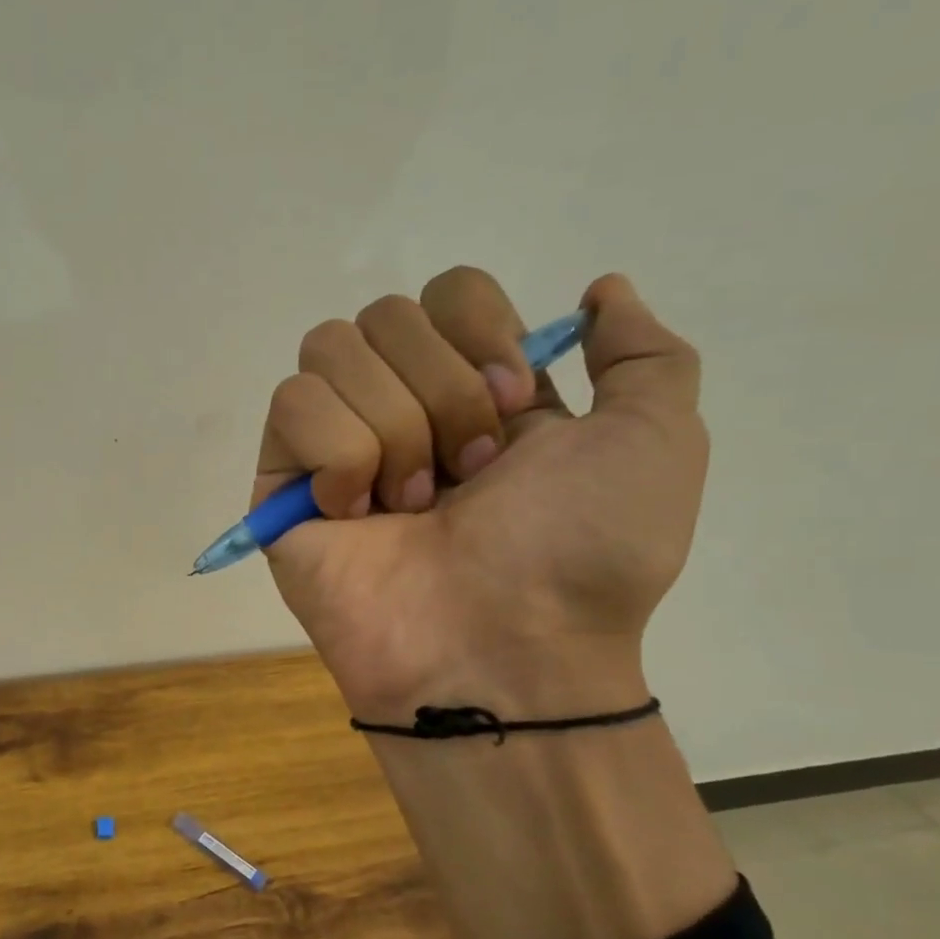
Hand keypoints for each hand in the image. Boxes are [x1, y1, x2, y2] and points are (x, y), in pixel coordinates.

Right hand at [257, 268, 705, 720]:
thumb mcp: (656, 442)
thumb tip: (602, 289)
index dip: (481, 332)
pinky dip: (337, 456)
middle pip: (387, 314)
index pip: (449, 291)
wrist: (500, 649)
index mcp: (478, 388)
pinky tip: (356, 515)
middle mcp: (402, 404)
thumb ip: (644, 354)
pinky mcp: (283, 480)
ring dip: (392, 429)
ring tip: (413, 505)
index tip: (517, 406)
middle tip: (467, 477)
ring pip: (331, 348)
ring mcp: (336, 442)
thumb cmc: (580, 554)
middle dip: (441, 392)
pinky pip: (292, 405)